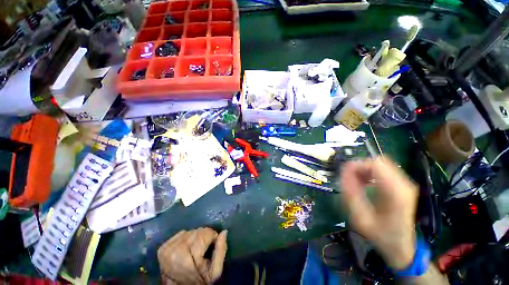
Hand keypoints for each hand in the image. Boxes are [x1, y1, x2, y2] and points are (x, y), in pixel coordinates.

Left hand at [157, 227, 227, 284]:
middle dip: (204, 236)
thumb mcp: (215, 272)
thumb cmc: (199, 282)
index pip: (206, 233)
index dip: (212, 237)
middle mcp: (175, 250)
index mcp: (188, 257)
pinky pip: (181, 233)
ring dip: (196, 237)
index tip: (212, 245)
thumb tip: (224, 232)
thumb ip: (221, 251)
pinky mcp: (163, 247)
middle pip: (197, 231)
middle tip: (204, 248)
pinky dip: (186, 237)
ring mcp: (167, 249)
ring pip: (190, 231)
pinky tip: (187, 247)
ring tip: (196, 249)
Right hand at [340, 157, 417, 269]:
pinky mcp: (402, 185)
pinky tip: (365, 184)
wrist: (400, 246)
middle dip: (360, 167)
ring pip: (380, 164)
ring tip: (356, 182)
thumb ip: (350, 193)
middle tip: (349, 179)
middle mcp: (404, 184)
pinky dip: (370, 173)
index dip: (356, 166)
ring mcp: (405, 184)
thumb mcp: (360, 218)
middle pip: (378, 161)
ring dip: (364, 170)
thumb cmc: (380, 235)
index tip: (345, 175)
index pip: (375, 164)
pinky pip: (383, 170)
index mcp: (396, 192)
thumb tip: (343, 172)